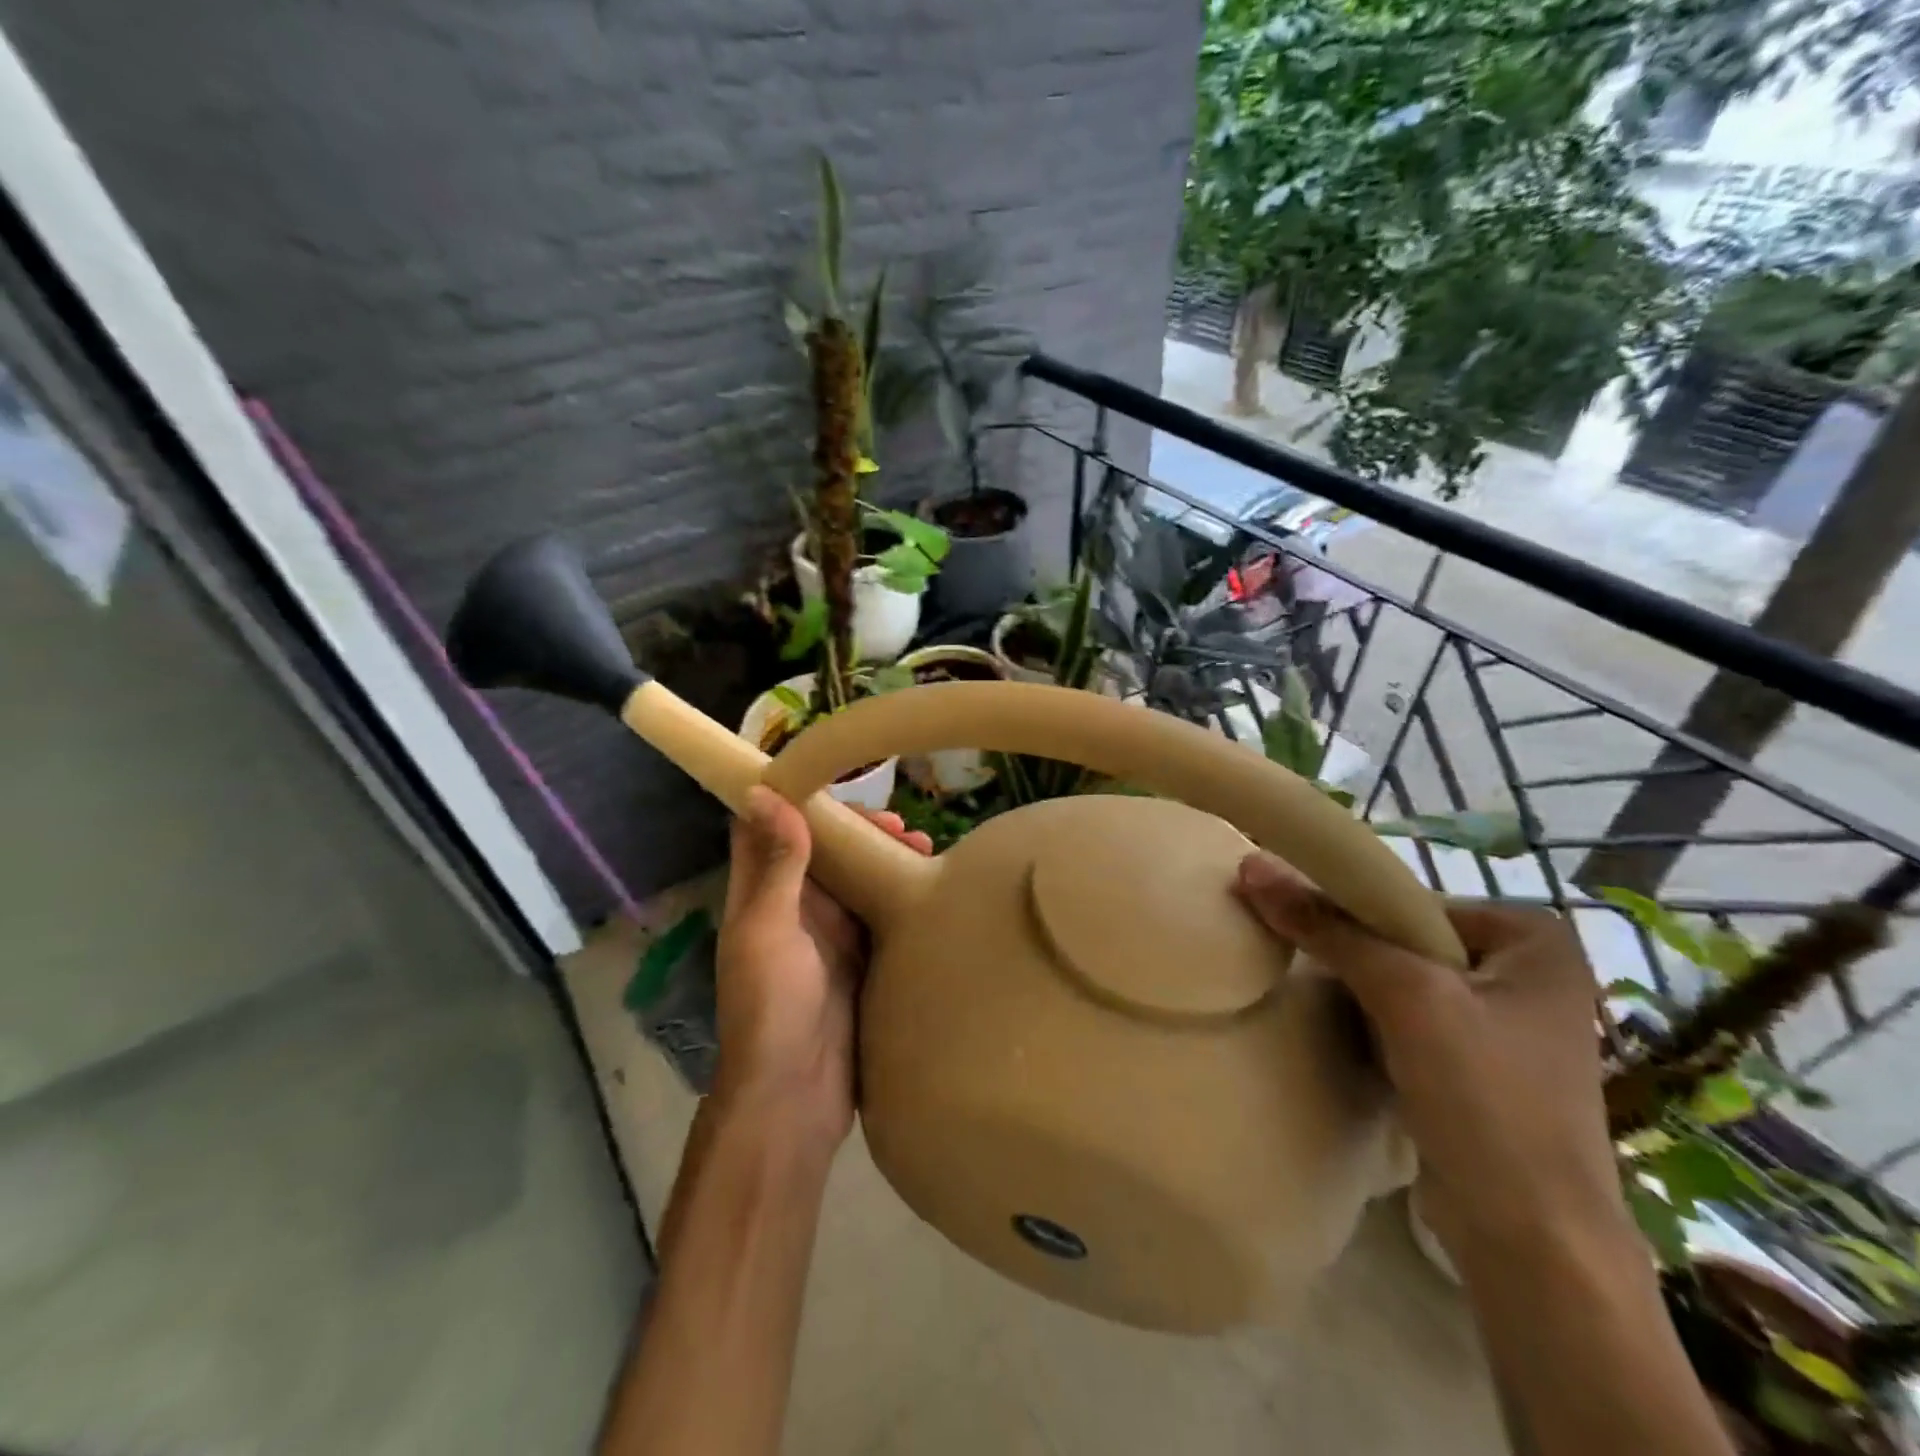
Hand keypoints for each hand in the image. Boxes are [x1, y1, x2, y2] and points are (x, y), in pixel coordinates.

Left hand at [713, 788, 931, 1149]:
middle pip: (824, 851)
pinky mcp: (860, 962)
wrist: (796, 1097)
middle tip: (903, 826)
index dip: (796, 798)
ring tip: (926, 849)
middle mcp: (794, 908)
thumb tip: (762, 790)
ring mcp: (829, 937)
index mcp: (762, 895)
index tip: (836, 775)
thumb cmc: (772, 1007)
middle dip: (860, 830)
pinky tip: (932, 891)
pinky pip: (881, 916)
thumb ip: (775, 864)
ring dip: (886, 859)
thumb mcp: (770, 929)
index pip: (770, 828)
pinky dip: (902, 897)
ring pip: (857, 880)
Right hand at [1235, 854, 1629, 1270]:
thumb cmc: (1486, 1098)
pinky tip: (1346, 1035)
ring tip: (1317, 996)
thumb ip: (1327, 927)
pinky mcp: (1481, 1071)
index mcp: (1534, 940)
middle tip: (1301, 961)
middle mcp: (1528, 975)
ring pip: (1405, 982)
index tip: (1297, 923)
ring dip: (1358, 989)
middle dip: (1354, 953)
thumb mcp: (1403, 995)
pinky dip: (1374, 1023)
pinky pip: (1411, 1022)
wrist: (1533, 1243)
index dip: (1351, 909)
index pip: (1412, 901)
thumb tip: (1252, 865)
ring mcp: (1507, 1027)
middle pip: (1407, 940)